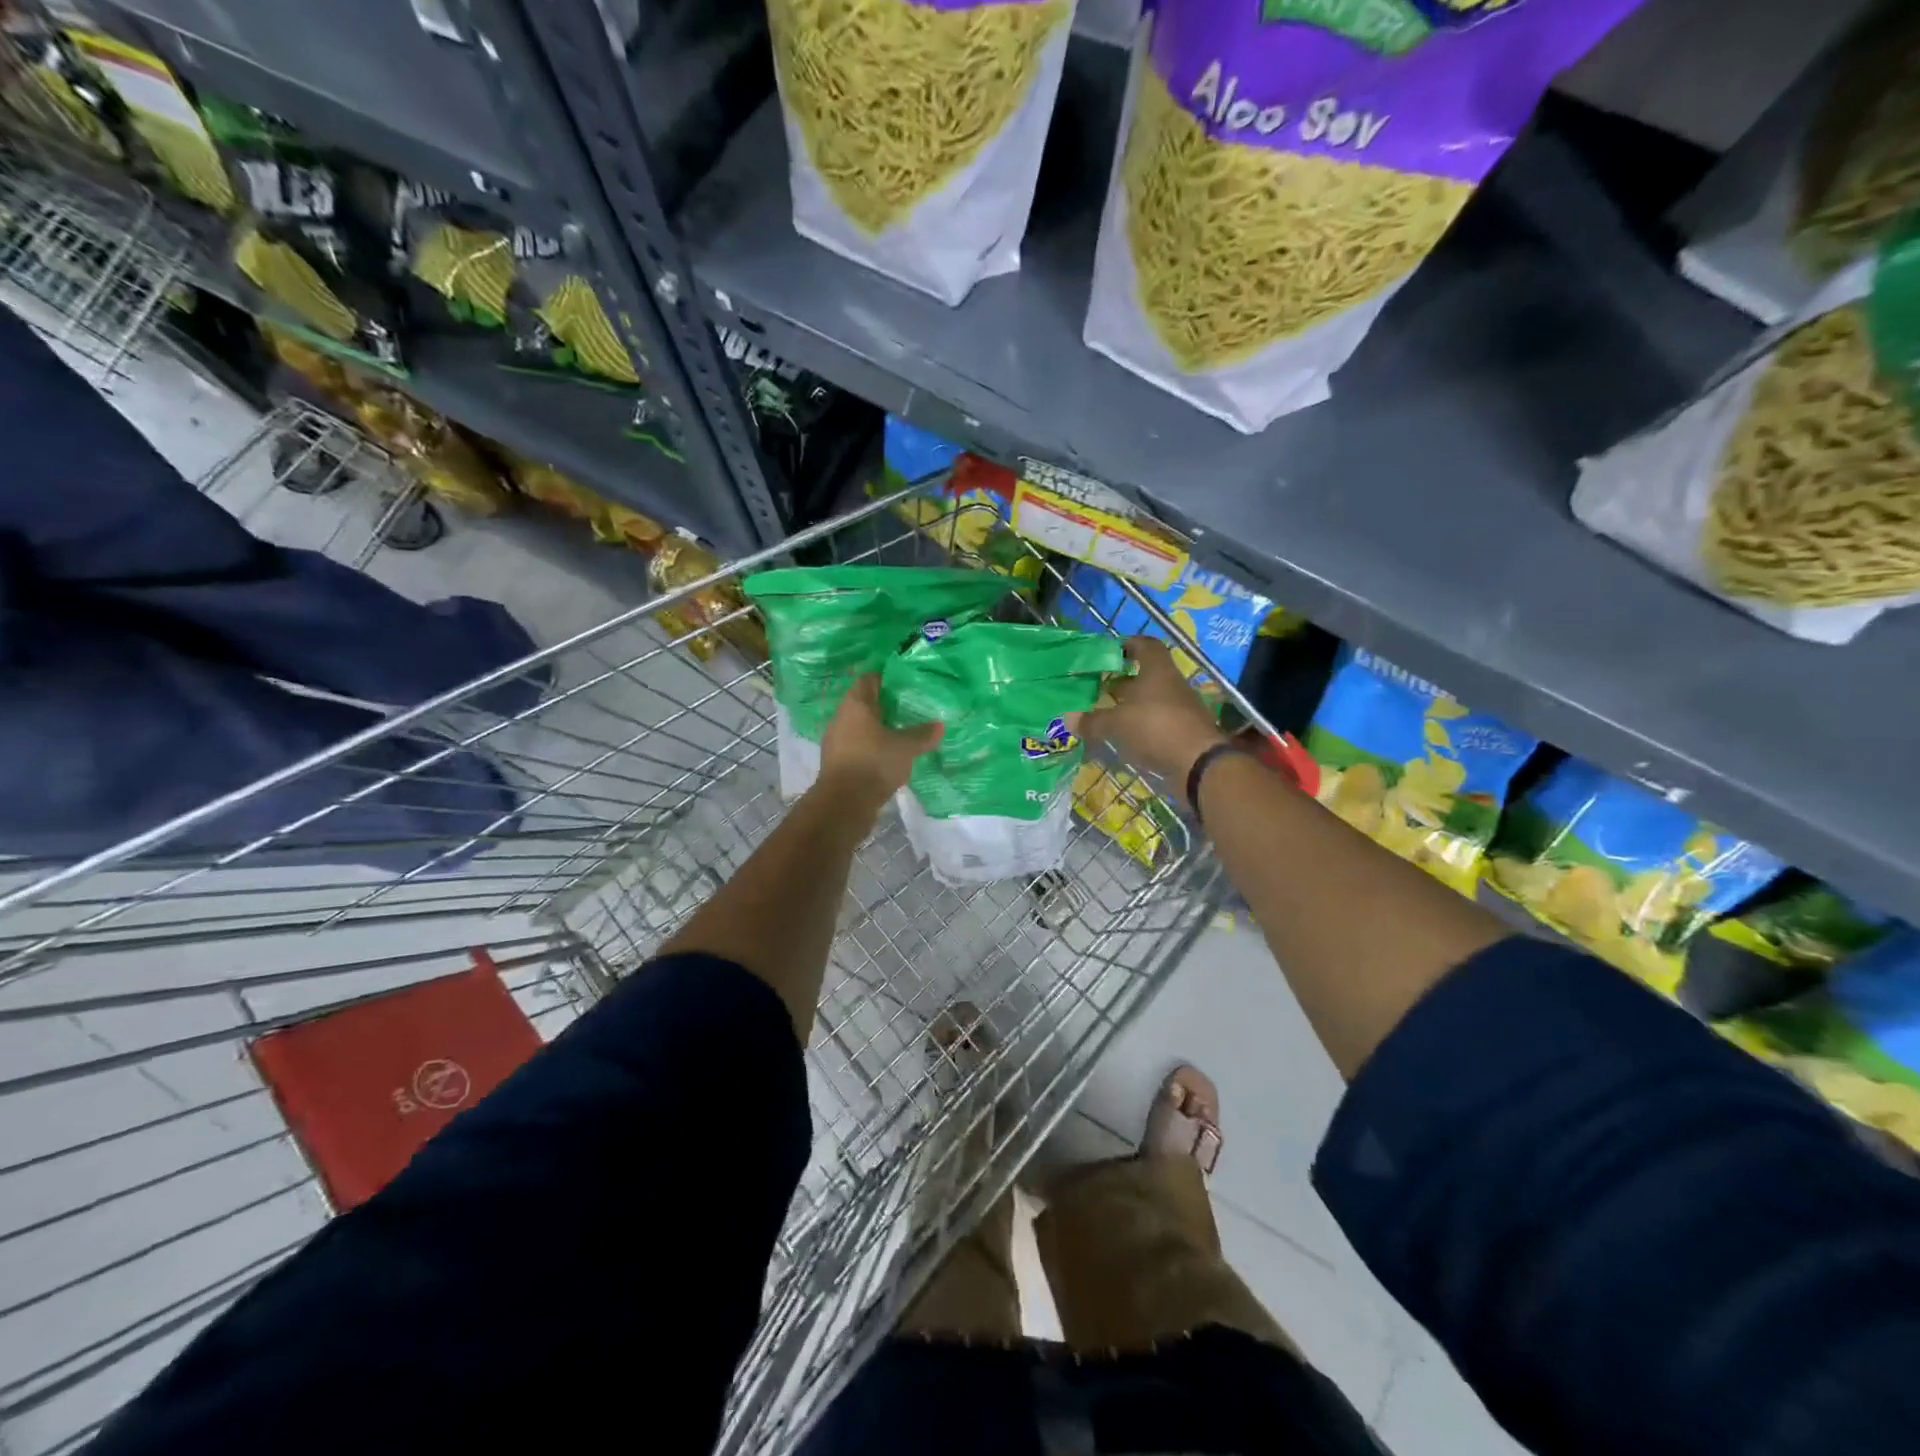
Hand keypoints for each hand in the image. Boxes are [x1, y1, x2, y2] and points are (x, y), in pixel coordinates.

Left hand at [815, 675, 943, 815]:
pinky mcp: (837, 763)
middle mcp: (841, 718)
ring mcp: (836, 741)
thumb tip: (940, 725)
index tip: (903, 681)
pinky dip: (871, 747)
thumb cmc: (874, 763)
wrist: (844, 803)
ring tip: (901, 732)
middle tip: (908, 707)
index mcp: (855, 705)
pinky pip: (857, 747)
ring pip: (859, 727)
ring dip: (877, 728)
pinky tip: (888, 756)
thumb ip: (922, 735)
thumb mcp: (905, 748)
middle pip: (863, 704)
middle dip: (884, 705)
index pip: (868, 680)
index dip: (885, 678)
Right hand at [1079, 637, 1225, 782]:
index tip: (1110, 653)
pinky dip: (1142, 725)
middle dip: (1124, 680)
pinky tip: (1125, 737)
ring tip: (1108, 714)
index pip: (1145, 645)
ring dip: (1132, 705)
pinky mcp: (1184, 731)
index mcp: (1157, 670)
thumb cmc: (1155, 728)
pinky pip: (1158, 721)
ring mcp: (1181, 708)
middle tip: (1100, 687)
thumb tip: (1068, 719)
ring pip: (1152, 699)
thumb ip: (1092, 720)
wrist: (1198, 763)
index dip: (1128, 645)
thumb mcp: (1116, 724)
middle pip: (1147, 674)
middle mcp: (1171, 684)